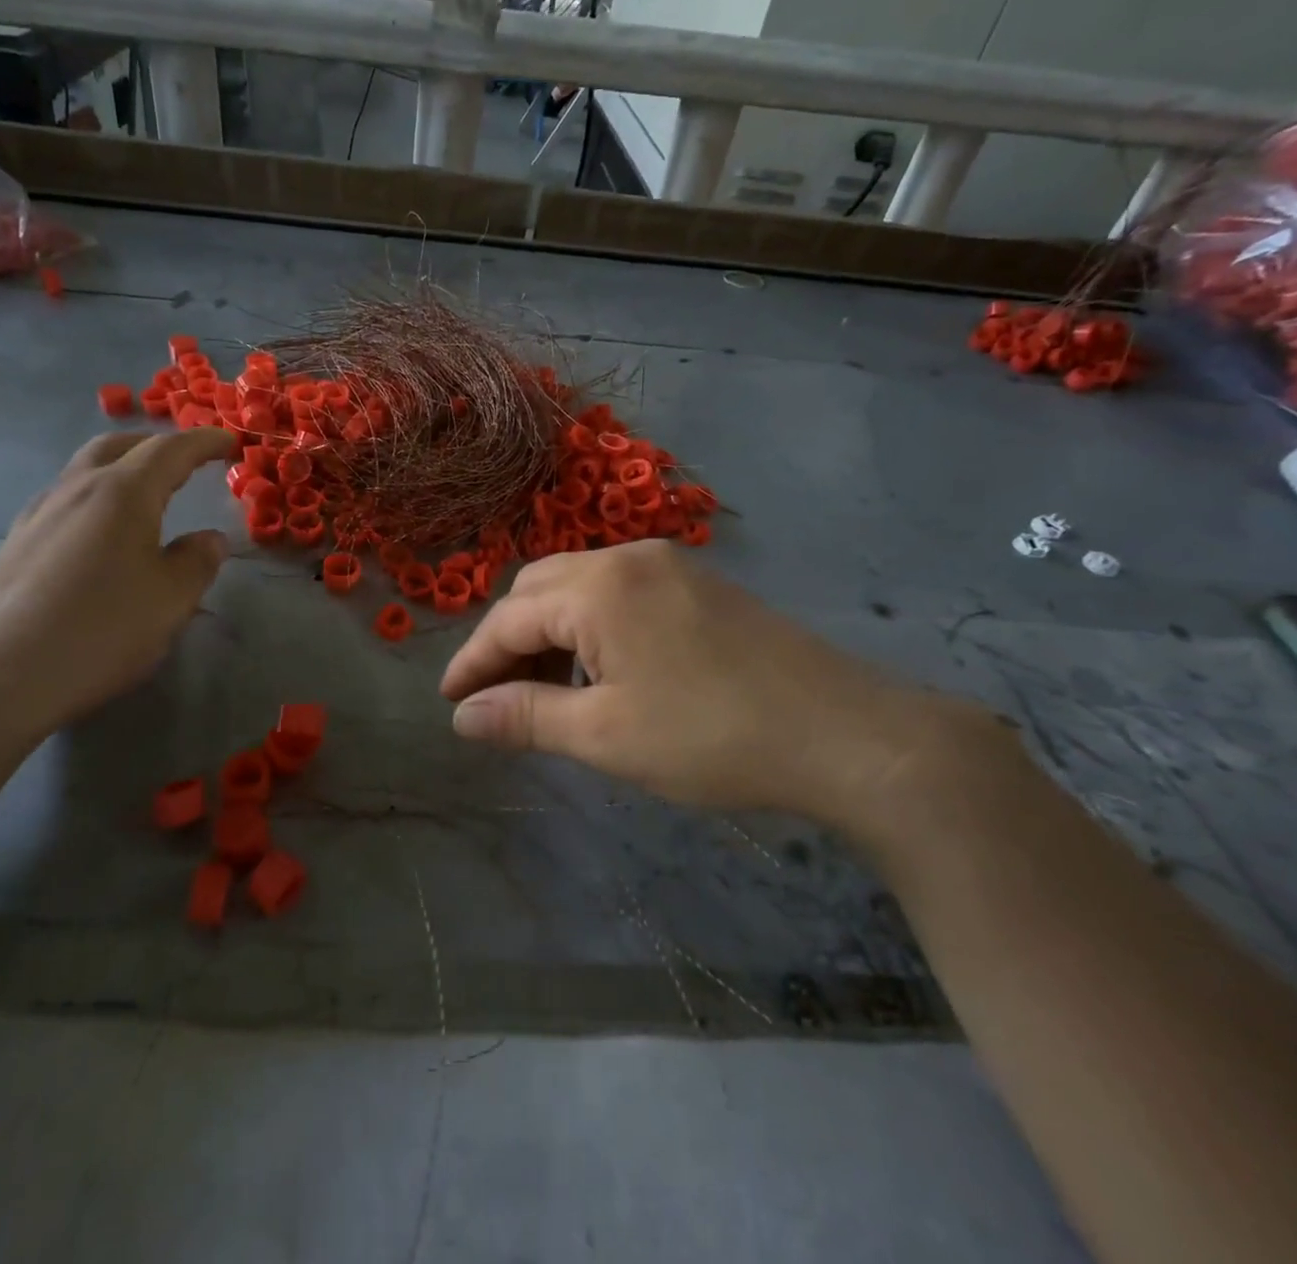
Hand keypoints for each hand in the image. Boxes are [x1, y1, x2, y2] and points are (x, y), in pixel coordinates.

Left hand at [0, 428, 238, 739]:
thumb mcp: (171, 600)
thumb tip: (210, 539)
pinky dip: (96, 498)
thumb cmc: (100, 630)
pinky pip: (65, 502)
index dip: (204, 442)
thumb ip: (197, 562)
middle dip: (156, 445)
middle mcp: (76, 490)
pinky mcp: (16, 545)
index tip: (230, 442)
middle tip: (186, 459)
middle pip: (117, 446)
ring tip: (146, 494)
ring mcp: (38, 516)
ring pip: (85, 471)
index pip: (170, 450)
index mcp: (122, 493)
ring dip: (121, 468)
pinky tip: (101, 534)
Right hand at [439, 542, 994, 828]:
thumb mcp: (606, 736)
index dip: (473, 662)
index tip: (450, 702)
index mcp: (598, 588)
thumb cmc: (712, 737)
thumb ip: (525, 717)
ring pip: (578, 588)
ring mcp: (668, 565)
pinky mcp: (698, 583)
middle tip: (498, 698)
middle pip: (538, 590)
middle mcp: (627, 558)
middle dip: (508, 641)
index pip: (509, 618)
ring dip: (549, 633)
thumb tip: (463, 716)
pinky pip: (618, 593)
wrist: (847, 734)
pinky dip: (591, 627)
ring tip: (548, 692)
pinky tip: (601, 671)